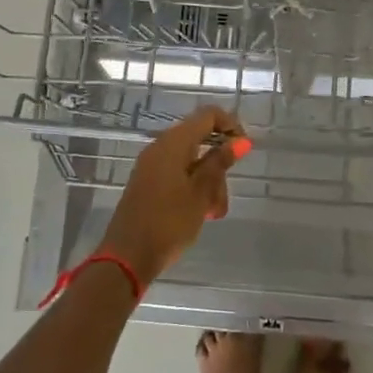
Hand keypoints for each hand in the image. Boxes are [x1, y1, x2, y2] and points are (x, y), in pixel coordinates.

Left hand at [99, 106, 249, 286]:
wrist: (127, 257)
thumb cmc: (169, 223)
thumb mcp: (201, 193)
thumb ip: (219, 163)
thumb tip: (241, 140)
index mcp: (173, 143)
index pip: (207, 116)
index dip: (230, 125)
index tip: (244, 149)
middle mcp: (160, 148)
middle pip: (200, 141)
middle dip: (219, 166)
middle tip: (224, 195)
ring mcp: (152, 166)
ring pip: (191, 163)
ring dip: (209, 183)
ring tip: (214, 213)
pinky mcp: (149, 184)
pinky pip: (178, 176)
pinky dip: (194, 189)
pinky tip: (201, 214)